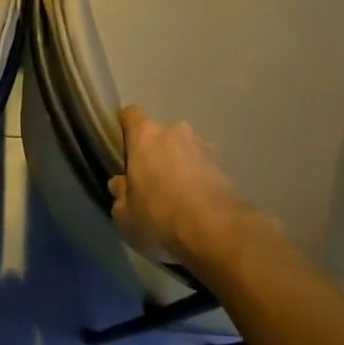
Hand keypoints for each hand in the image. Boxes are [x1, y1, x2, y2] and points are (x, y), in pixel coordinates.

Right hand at [110, 106, 258, 266]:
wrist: (217, 229)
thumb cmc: (160, 215)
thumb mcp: (125, 215)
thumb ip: (120, 194)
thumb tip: (120, 184)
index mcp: (144, 135)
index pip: (130, 114)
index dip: (125, 128)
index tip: (122, 148)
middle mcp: (174, 131)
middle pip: (158, 134)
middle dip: (153, 152)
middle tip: (149, 181)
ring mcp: (202, 145)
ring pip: (182, 149)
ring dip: (178, 165)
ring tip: (176, 195)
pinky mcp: (223, 165)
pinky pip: (202, 166)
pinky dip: (197, 178)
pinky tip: (196, 204)